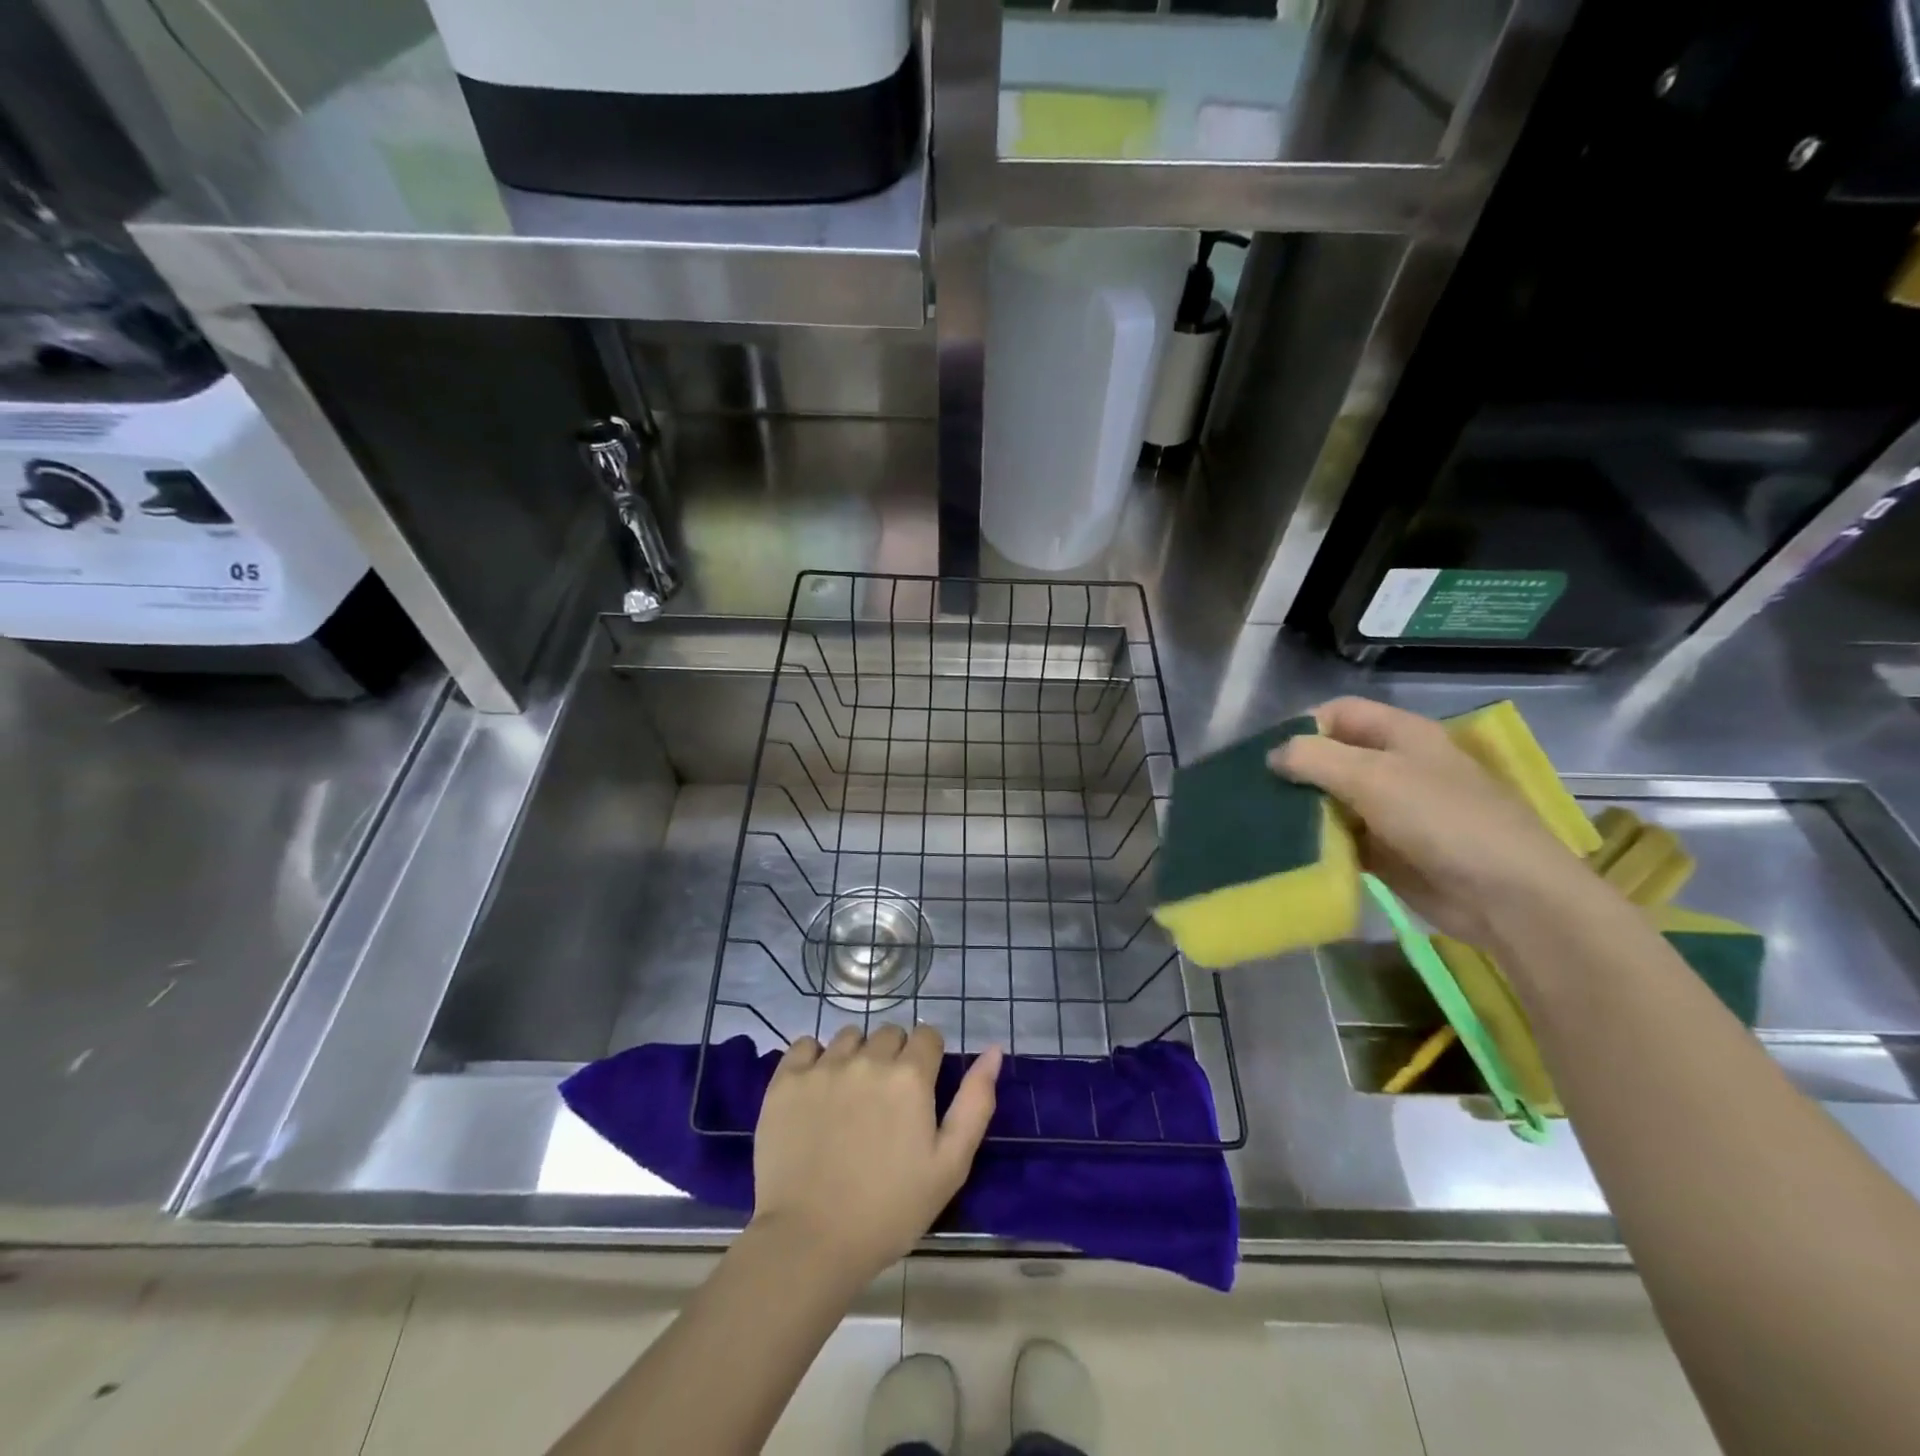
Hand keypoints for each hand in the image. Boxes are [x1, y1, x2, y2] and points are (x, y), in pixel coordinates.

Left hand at [750, 1024, 1001, 1284]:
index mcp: (910, 1076)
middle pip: (889, 1034)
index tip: (920, 1091)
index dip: (928, 1059)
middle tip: (886, 1102)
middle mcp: (869, 1059)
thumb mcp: (950, 1165)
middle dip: (894, 1057)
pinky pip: (806, 1045)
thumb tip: (994, 1050)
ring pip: (850, 1037)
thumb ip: (975, 1102)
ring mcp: (824, 1067)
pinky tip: (817, 1090)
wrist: (809, 1242)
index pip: (928, 1035)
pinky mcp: (786, 1080)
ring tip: (850, 1099)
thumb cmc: (889, 1210)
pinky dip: (815, 1059)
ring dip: (857, 1056)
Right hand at [1269, 696, 1593, 946]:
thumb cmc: (1444, 821)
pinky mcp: (1387, 851)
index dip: (1302, 726)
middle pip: (1331, 757)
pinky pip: (1342, 839)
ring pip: (1333, 800)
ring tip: (1262, 824)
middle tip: (1254, 793)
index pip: (1339, 713)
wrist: (1509, 897)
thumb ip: (1315, 758)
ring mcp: (1391, 811)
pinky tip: (1289, 853)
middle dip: (1295, 772)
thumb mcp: (1374, 778)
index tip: (1265, 755)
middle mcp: (1395, 766)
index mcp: (1401, 735)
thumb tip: (1272, 755)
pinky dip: (1319, 843)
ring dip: (1302, 811)